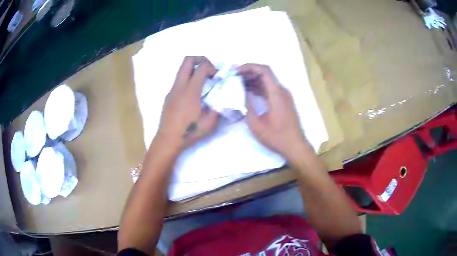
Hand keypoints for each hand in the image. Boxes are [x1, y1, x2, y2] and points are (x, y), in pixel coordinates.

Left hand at [155, 56, 218, 150]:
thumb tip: (222, 99)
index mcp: (191, 92)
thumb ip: (218, 108)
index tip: (216, 76)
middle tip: (208, 69)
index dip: (212, 67)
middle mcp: (180, 86)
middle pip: (187, 60)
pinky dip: (187, 79)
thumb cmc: (189, 132)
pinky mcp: (168, 96)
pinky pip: (178, 80)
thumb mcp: (209, 123)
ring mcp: (172, 90)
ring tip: (202, 81)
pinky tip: (192, 94)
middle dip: (200, 59)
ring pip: (181, 69)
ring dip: (193, 69)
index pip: (201, 67)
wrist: (168, 139)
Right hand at [239, 64, 312, 164]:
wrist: (295, 146)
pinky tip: (248, 92)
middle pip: (265, 73)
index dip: (249, 66)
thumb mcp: (256, 125)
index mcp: (276, 93)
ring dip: (253, 80)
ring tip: (238, 83)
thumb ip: (247, 107)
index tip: (236, 71)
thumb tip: (240, 95)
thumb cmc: (276, 137)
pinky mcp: (284, 101)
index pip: (264, 70)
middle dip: (249, 72)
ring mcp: (284, 96)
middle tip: (234, 77)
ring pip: (267, 81)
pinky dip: (259, 87)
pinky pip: (270, 89)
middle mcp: (281, 91)